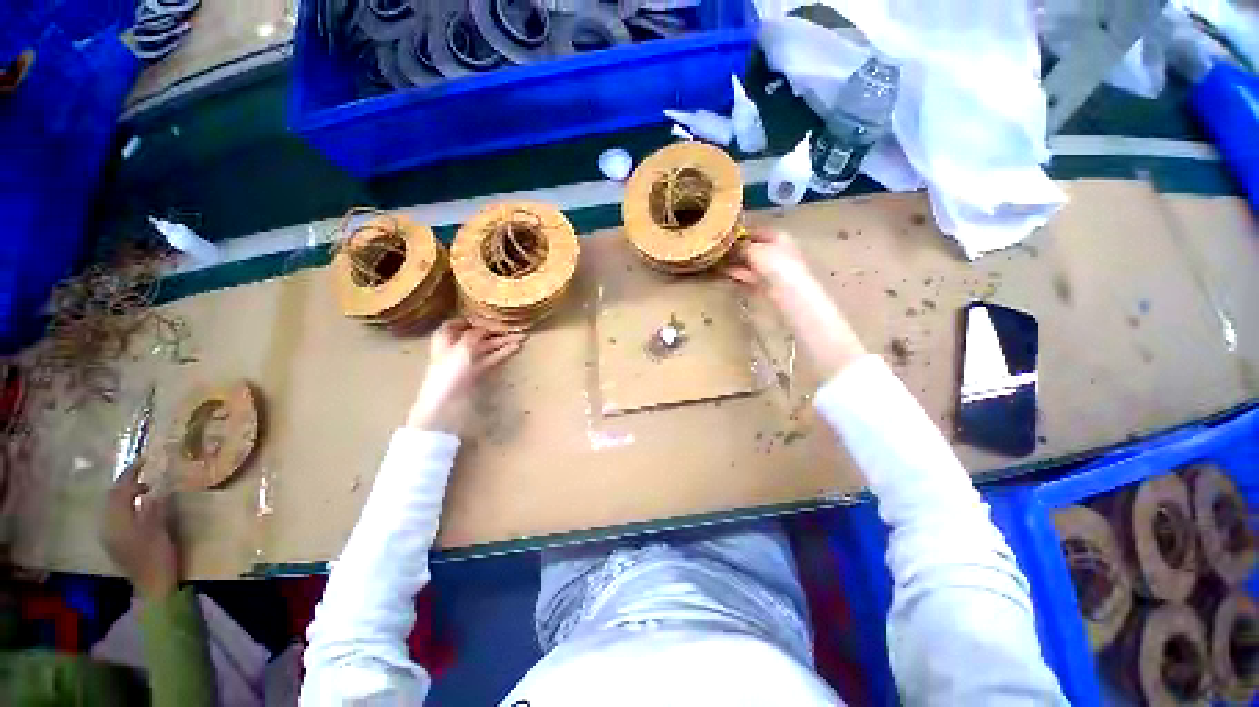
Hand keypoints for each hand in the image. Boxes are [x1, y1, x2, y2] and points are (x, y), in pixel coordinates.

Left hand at [101, 460, 178, 600]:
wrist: (152, 587)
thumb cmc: (158, 557)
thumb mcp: (159, 531)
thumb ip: (153, 509)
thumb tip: (154, 489)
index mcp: (118, 521)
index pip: (121, 489)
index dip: (131, 473)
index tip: (144, 460)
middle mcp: (108, 525)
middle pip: (113, 497)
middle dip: (126, 482)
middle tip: (144, 472)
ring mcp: (110, 534)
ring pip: (112, 506)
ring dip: (125, 493)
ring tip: (143, 488)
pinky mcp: (115, 541)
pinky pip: (115, 515)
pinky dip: (124, 505)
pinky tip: (137, 507)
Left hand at [406, 320, 526, 433]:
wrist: (444, 404)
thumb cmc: (449, 372)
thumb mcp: (462, 348)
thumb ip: (476, 334)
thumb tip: (486, 327)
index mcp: (445, 337)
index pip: (459, 322)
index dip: (475, 318)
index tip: (492, 315)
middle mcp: (456, 346)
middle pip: (477, 334)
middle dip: (495, 330)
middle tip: (514, 326)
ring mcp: (466, 360)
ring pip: (487, 346)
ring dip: (503, 341)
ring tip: (522, 337)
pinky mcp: (476, 372)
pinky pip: (491, 358)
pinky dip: (502, 353)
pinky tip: (515, 348)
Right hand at [724, 229, 867, 378]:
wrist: (789, 293)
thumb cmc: (776, 264)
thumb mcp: (756, 250)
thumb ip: (742, 246)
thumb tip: (731, 245)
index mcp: (778, 237)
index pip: (756, 231)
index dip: (739, 233)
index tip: (722, 236)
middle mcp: (775, 251)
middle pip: (752, 248)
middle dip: (735, 249)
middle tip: (715, 250)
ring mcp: (771, 269)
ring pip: (748, 263)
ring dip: (733, 262)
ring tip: (714, 261)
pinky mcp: (765, 284)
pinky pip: (748, 275)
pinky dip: (736, 273)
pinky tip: (723, 272)